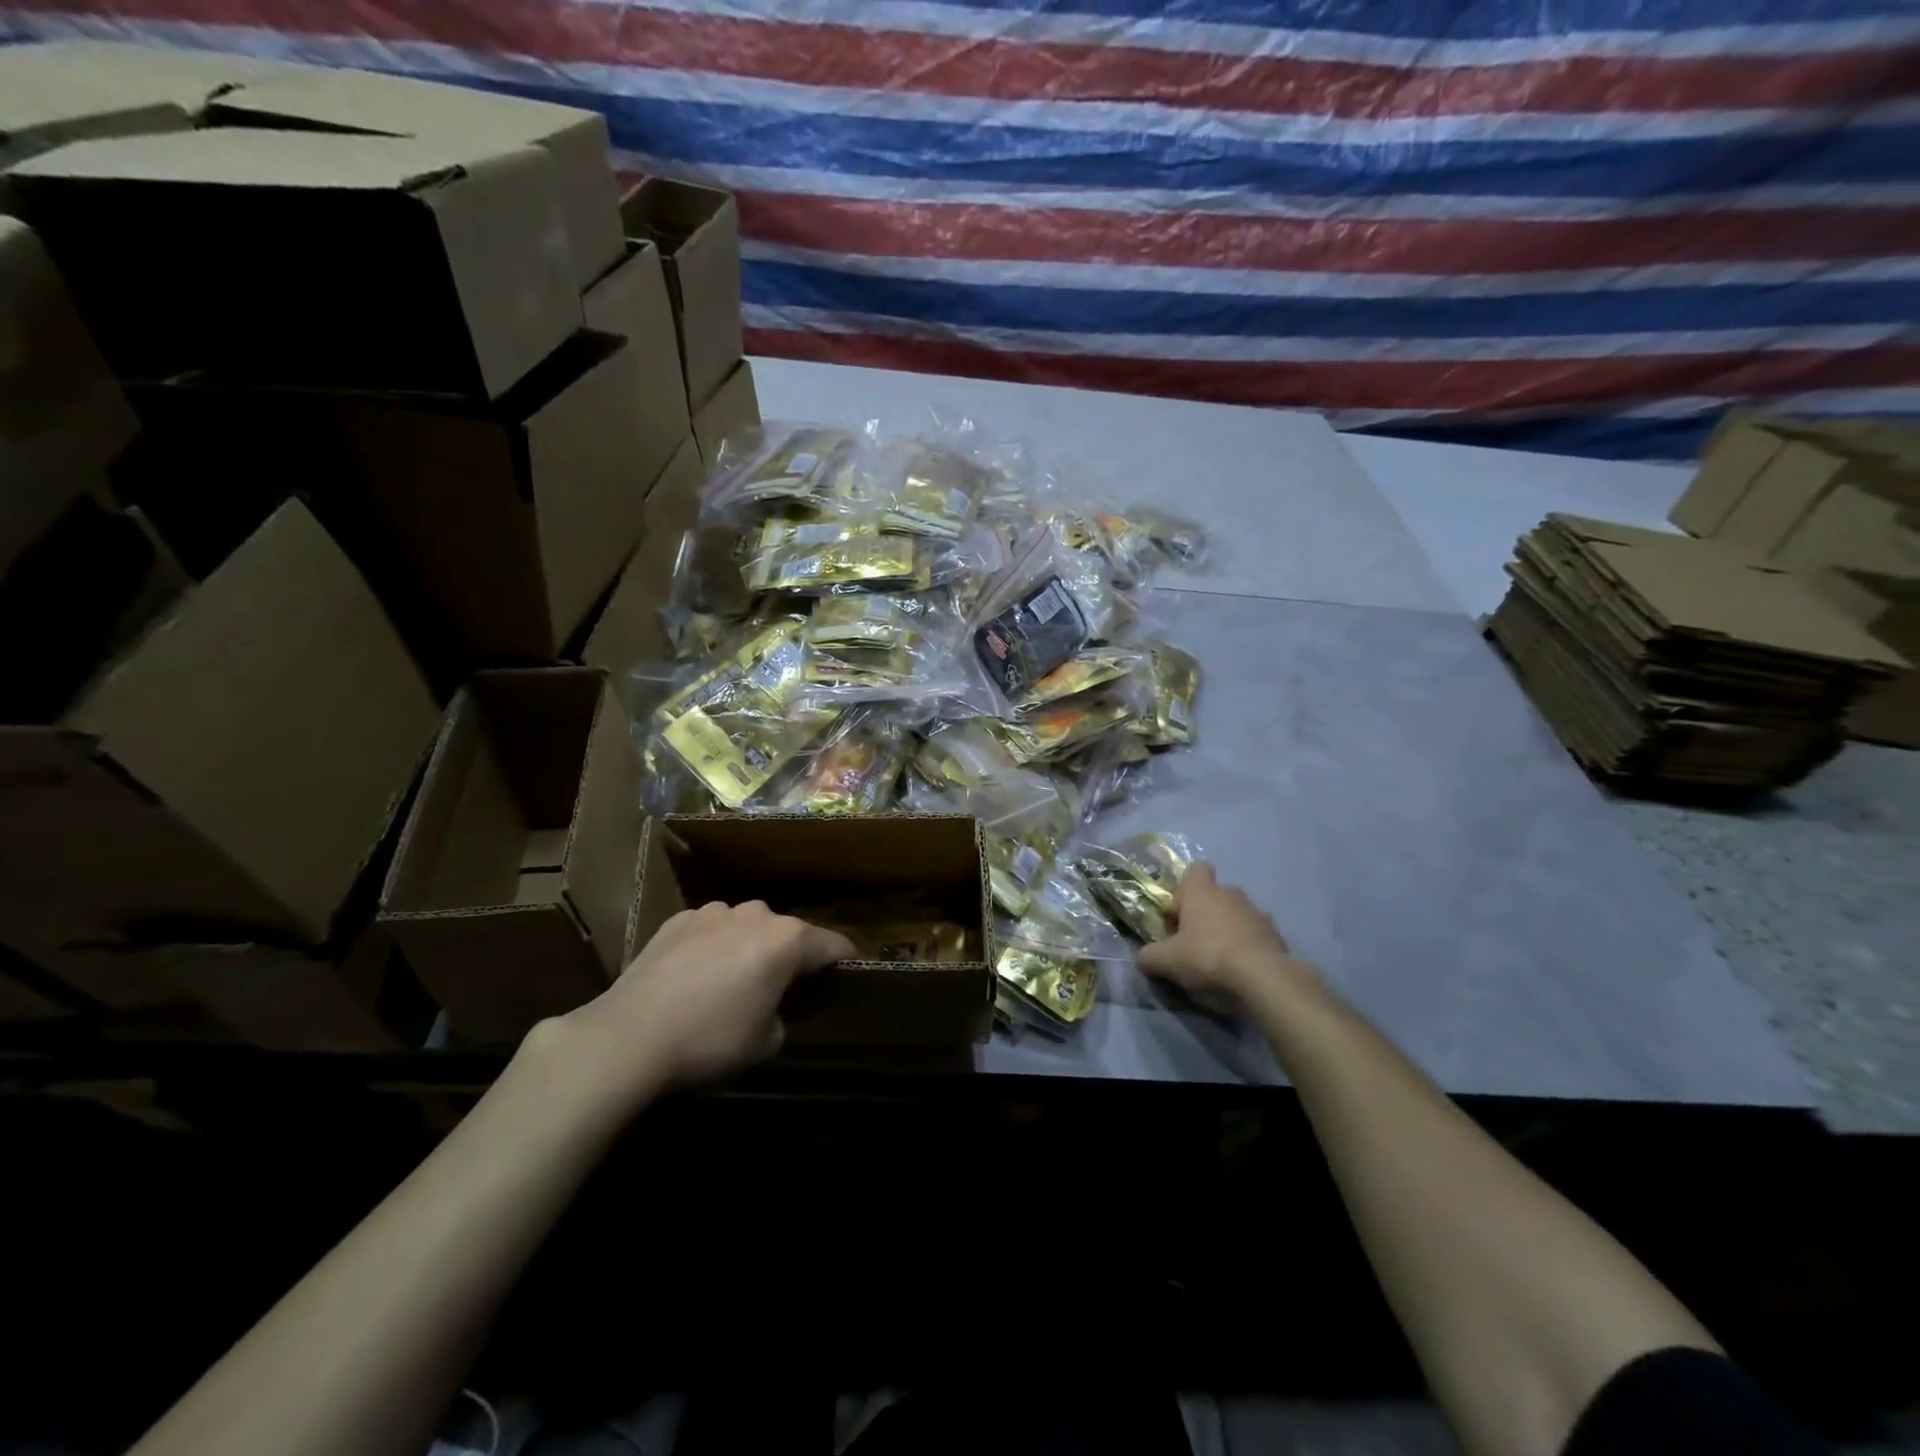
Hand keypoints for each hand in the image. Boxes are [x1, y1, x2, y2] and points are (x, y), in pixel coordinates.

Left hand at [558, 901, 855, 1094]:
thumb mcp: (766, 1043)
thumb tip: (772, 1007)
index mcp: (788, 940)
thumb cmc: (710, 1041)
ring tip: (731, 982)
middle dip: (790, 957)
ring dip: (749, 948)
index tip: (846, 977)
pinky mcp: (678, 920)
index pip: (833, 945)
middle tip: (780, 990)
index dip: (844, 963)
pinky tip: (694, 977)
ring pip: (747, 927)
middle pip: (788, 933)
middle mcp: (756, 914)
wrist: (628, 1037)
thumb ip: (783, 1015)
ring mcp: (714, 912)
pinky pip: (711, 930)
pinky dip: (713, 946)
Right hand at [1137, 863, 1322, 1008]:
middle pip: (1215, 895)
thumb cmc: (1208, 958)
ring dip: (1228, 931)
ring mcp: (1258, 914)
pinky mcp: (1277, 936)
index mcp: (1202, 892)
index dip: (1184, 889)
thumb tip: (1142, 958)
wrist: (1264, 980)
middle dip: (1205, 914)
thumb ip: (1149, 956)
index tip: (1179, 914)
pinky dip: (1249, 948)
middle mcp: (1231, 894)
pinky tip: (1242, 972)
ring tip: (1221, 961)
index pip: (1196, 869)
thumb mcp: (1166, 962)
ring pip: (1237, 915)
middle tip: (1194, 942)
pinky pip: (1256, 936)